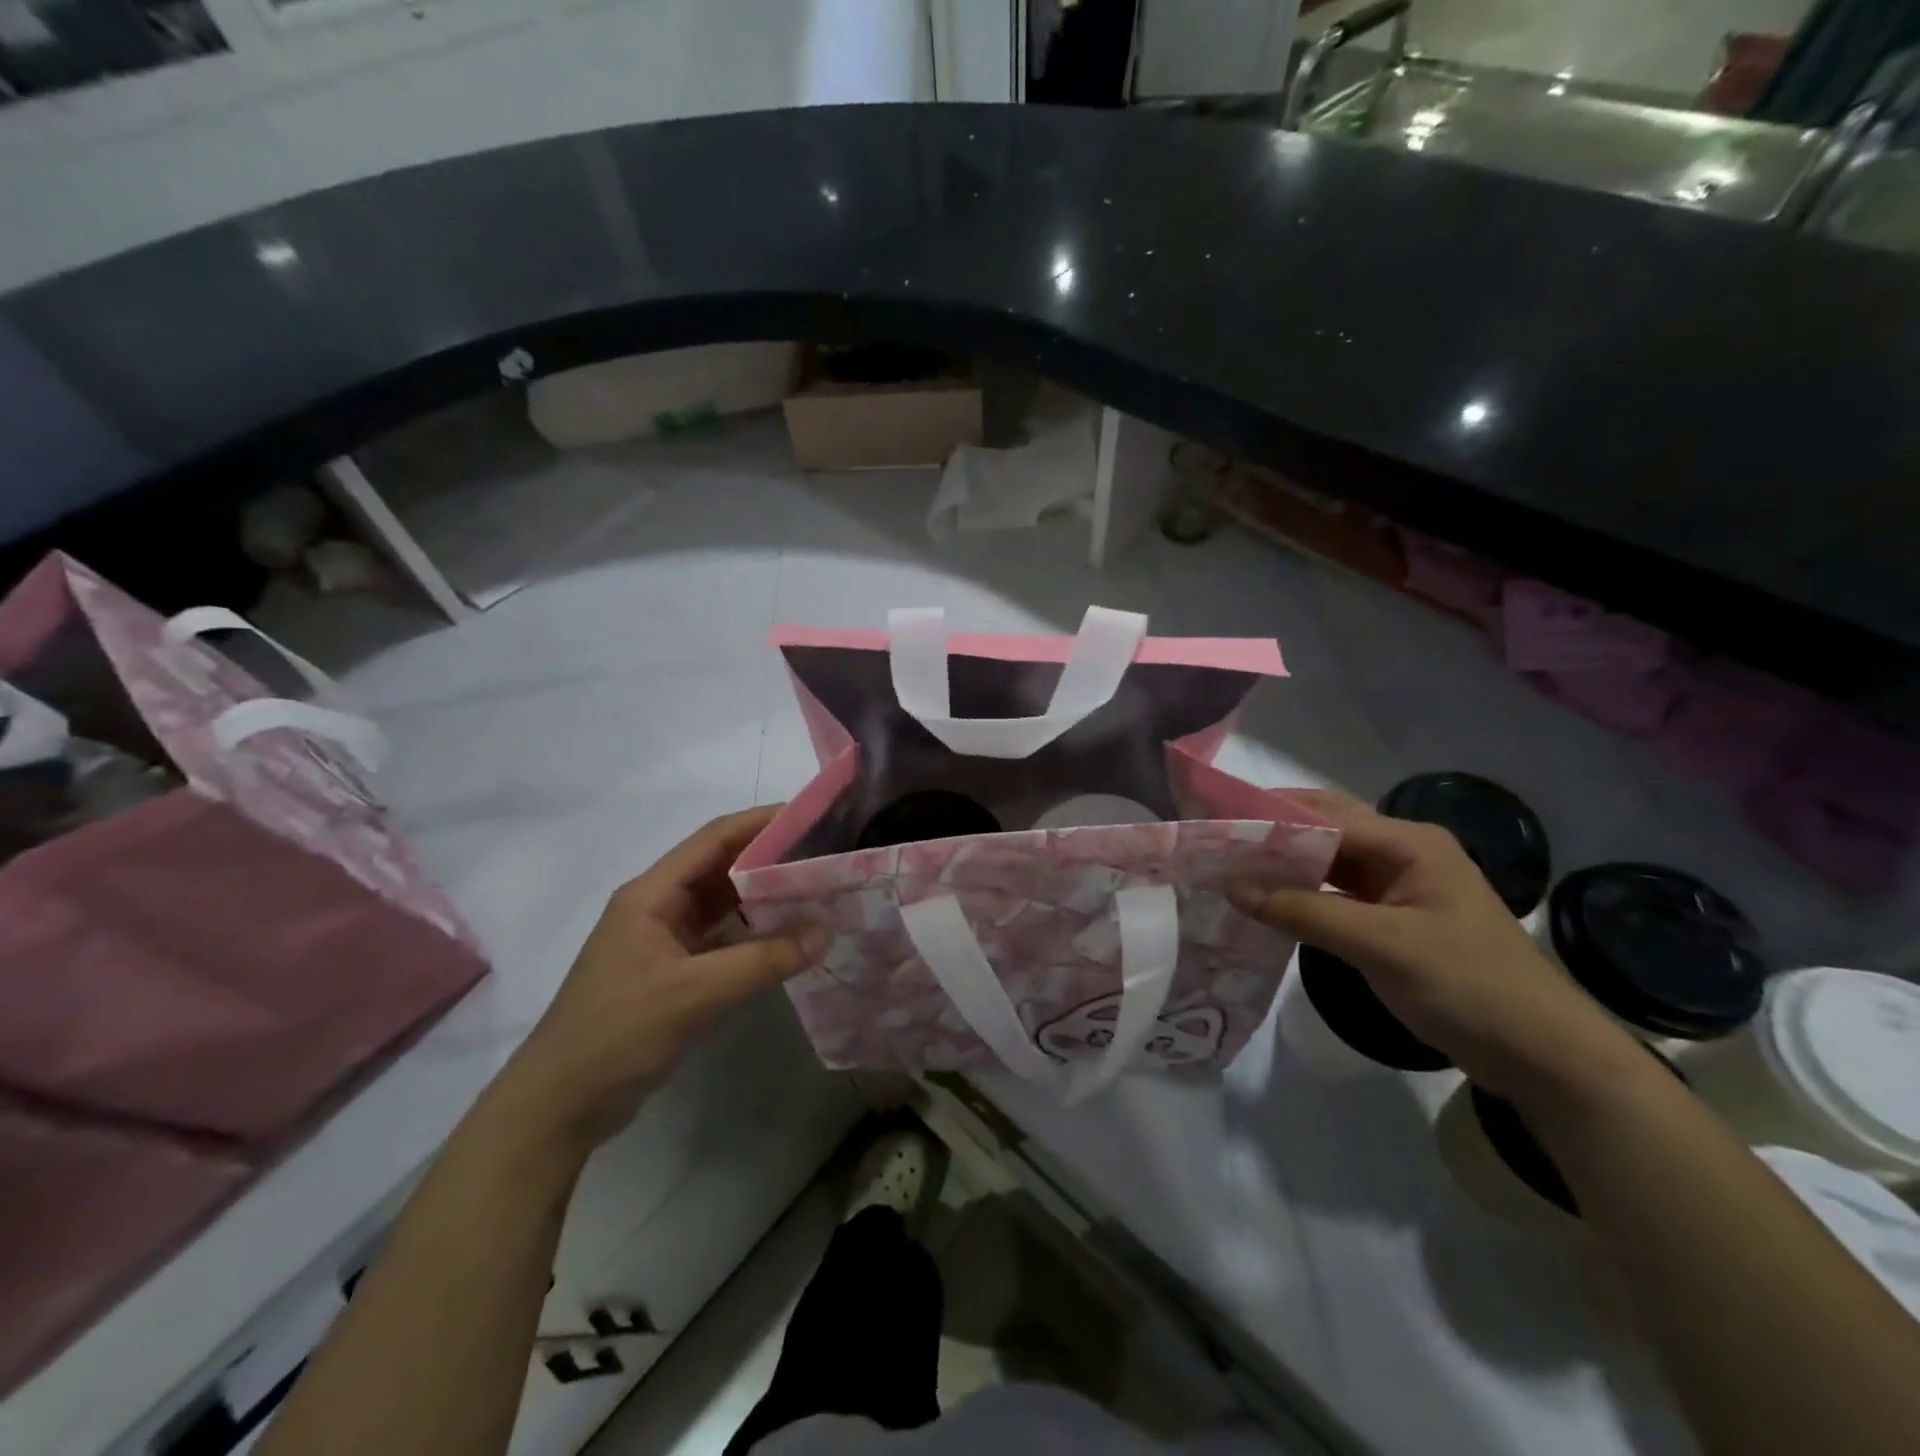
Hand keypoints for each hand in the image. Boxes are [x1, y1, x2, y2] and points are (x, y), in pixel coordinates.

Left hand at [496, 807, 824, 1147]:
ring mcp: (664, 939)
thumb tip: (825, 931)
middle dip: (771, 857)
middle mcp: (658, 906)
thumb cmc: (616, 1035)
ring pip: (723, 902)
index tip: (812, 817)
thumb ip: (762, 961)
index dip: (761, 822)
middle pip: (721, 866)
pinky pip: (722, 936)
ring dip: (764, 895)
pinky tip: (788, 935)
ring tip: (816, 889)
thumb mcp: (694, 994)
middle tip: (825, 855)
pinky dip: (754, 932)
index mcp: (651, 894)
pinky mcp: (673, 970)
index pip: (714, 838)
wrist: (559, 1106)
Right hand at [1232, 789, 1642, 1102]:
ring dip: (1282, 866)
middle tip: (1214, 845)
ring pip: (1326, 863)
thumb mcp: (1381, 946)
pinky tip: (1265, 905)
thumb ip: (1304, 911)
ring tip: (1227, 871)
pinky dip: (1300, 896)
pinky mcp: (1392, 919)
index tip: (1214, 824)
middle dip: (1271, 835)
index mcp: (1407, 843)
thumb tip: (1232, 885)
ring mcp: (1398, 887)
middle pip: (1323, 830)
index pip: (1324, 813)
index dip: (1268, 816)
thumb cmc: (1469, 987)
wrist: (1543, 1057)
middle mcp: (1401, 853)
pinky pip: (1335, 894)